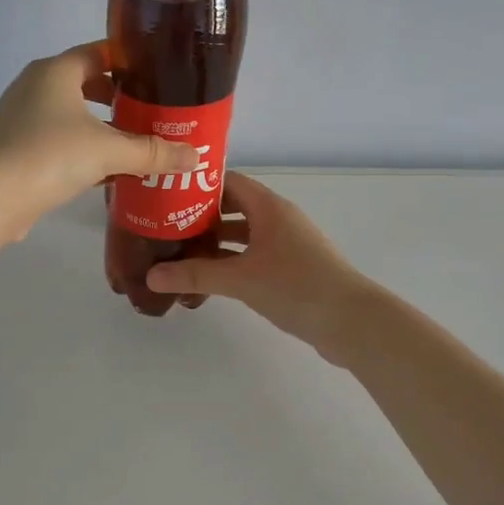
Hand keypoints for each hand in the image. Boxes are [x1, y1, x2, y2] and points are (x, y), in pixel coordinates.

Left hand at [0, 42, 200, 237]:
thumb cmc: (48, 156)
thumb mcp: (107, 151)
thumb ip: (152, 152)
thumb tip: (196, 156)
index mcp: (55, 72)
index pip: (99, 52)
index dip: (130, 61)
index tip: (160, 75)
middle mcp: (35, 87)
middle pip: (86, 85)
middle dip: (120, 100)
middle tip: (154, 115)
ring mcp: (22, 120)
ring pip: (73, 118)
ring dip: (102, 130)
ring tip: (137, 146)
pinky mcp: (17, 151)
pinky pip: (59, 144)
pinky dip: (83, 153)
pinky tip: (108, 174)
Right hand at [145, 174, 377, 358]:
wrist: (351, 322)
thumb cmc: (296, 286)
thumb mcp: (240, 279)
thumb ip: (195, 276)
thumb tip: (152, 275)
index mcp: (269, 207)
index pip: (227, 182)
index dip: (197, 186)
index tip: (165, 196)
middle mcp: (279, 219)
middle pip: (233, 208)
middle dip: (200, 217)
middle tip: (165, 228)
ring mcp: (288, 244)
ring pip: (244, 235)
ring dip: (215, 242)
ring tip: (180, 253)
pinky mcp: (292, 269)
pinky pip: (254, 256)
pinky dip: (232, 262)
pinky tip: (210, 279)